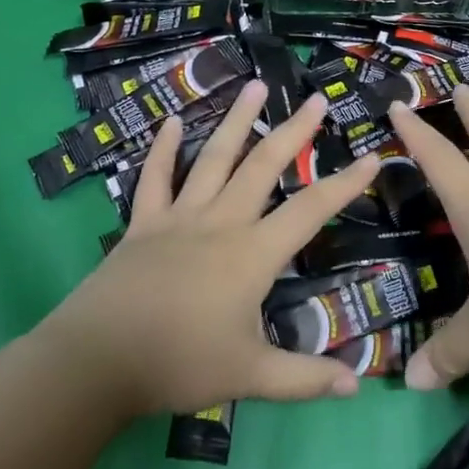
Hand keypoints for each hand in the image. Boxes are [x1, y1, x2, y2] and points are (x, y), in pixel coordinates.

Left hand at [44, 80, 380, 418]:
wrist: (97, 360)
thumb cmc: (179, 364)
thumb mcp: (250, 377)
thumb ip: (304, 377)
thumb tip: (357, 383)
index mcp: (252, 253)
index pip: (310, 210)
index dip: (344, 184)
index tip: (371, 157)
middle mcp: (221, 222)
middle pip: (264, 166)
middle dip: (294, 131)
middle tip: (315, 100)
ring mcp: (180, 217)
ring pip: (214, 158)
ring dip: (236, 120)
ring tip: (254, 85)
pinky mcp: (143, 224)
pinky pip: (155, 179)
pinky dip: (163, 150)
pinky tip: (170, 122)